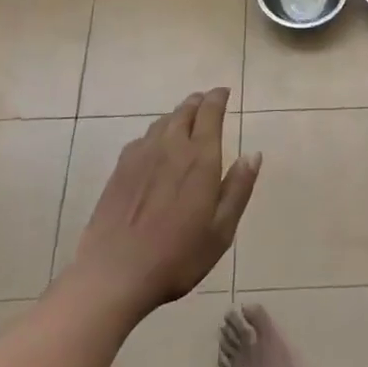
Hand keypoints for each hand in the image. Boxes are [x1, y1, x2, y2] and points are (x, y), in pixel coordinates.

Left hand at [71, 88, 260, 316]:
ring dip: (177, 115)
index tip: (224, 92)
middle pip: (184, 111)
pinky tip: (156, 145)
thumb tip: (253, 154)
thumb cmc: (178, 256)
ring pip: (162, 122)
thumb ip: (238, 188)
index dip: (218, 98)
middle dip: (198, 102)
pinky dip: (156, 132)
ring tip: (185, 118)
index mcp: (200, 158)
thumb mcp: (221, 230)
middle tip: (207, 101)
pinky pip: (142, 138)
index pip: (210, 113)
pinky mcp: (119, 171)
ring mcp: (140, 157)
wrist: (114, 274)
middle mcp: (171, 147)